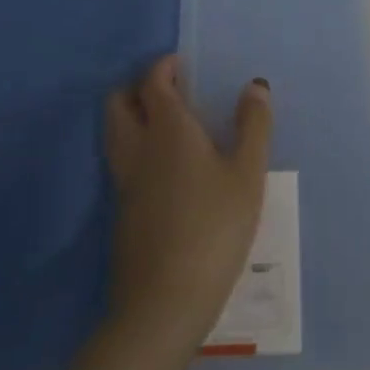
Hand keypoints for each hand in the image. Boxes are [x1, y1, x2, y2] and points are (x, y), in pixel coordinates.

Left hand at [103, 55, 272, 356]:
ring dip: (132, 118)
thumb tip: (255, 85)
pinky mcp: (121, 213)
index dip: (164, 67)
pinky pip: (121, 163)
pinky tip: (165, 170)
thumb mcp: (247, 175)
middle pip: (119, 102)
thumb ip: (253, 125)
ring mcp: (124, 182)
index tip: (182, 66)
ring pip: (114, 133)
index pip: (152, 81)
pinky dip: (135, 150)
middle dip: (139, 88)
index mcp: (167, 128)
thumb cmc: (213, 228)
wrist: (163, 303)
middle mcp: (137, 148)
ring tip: (168, 127)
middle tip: (171, 92)